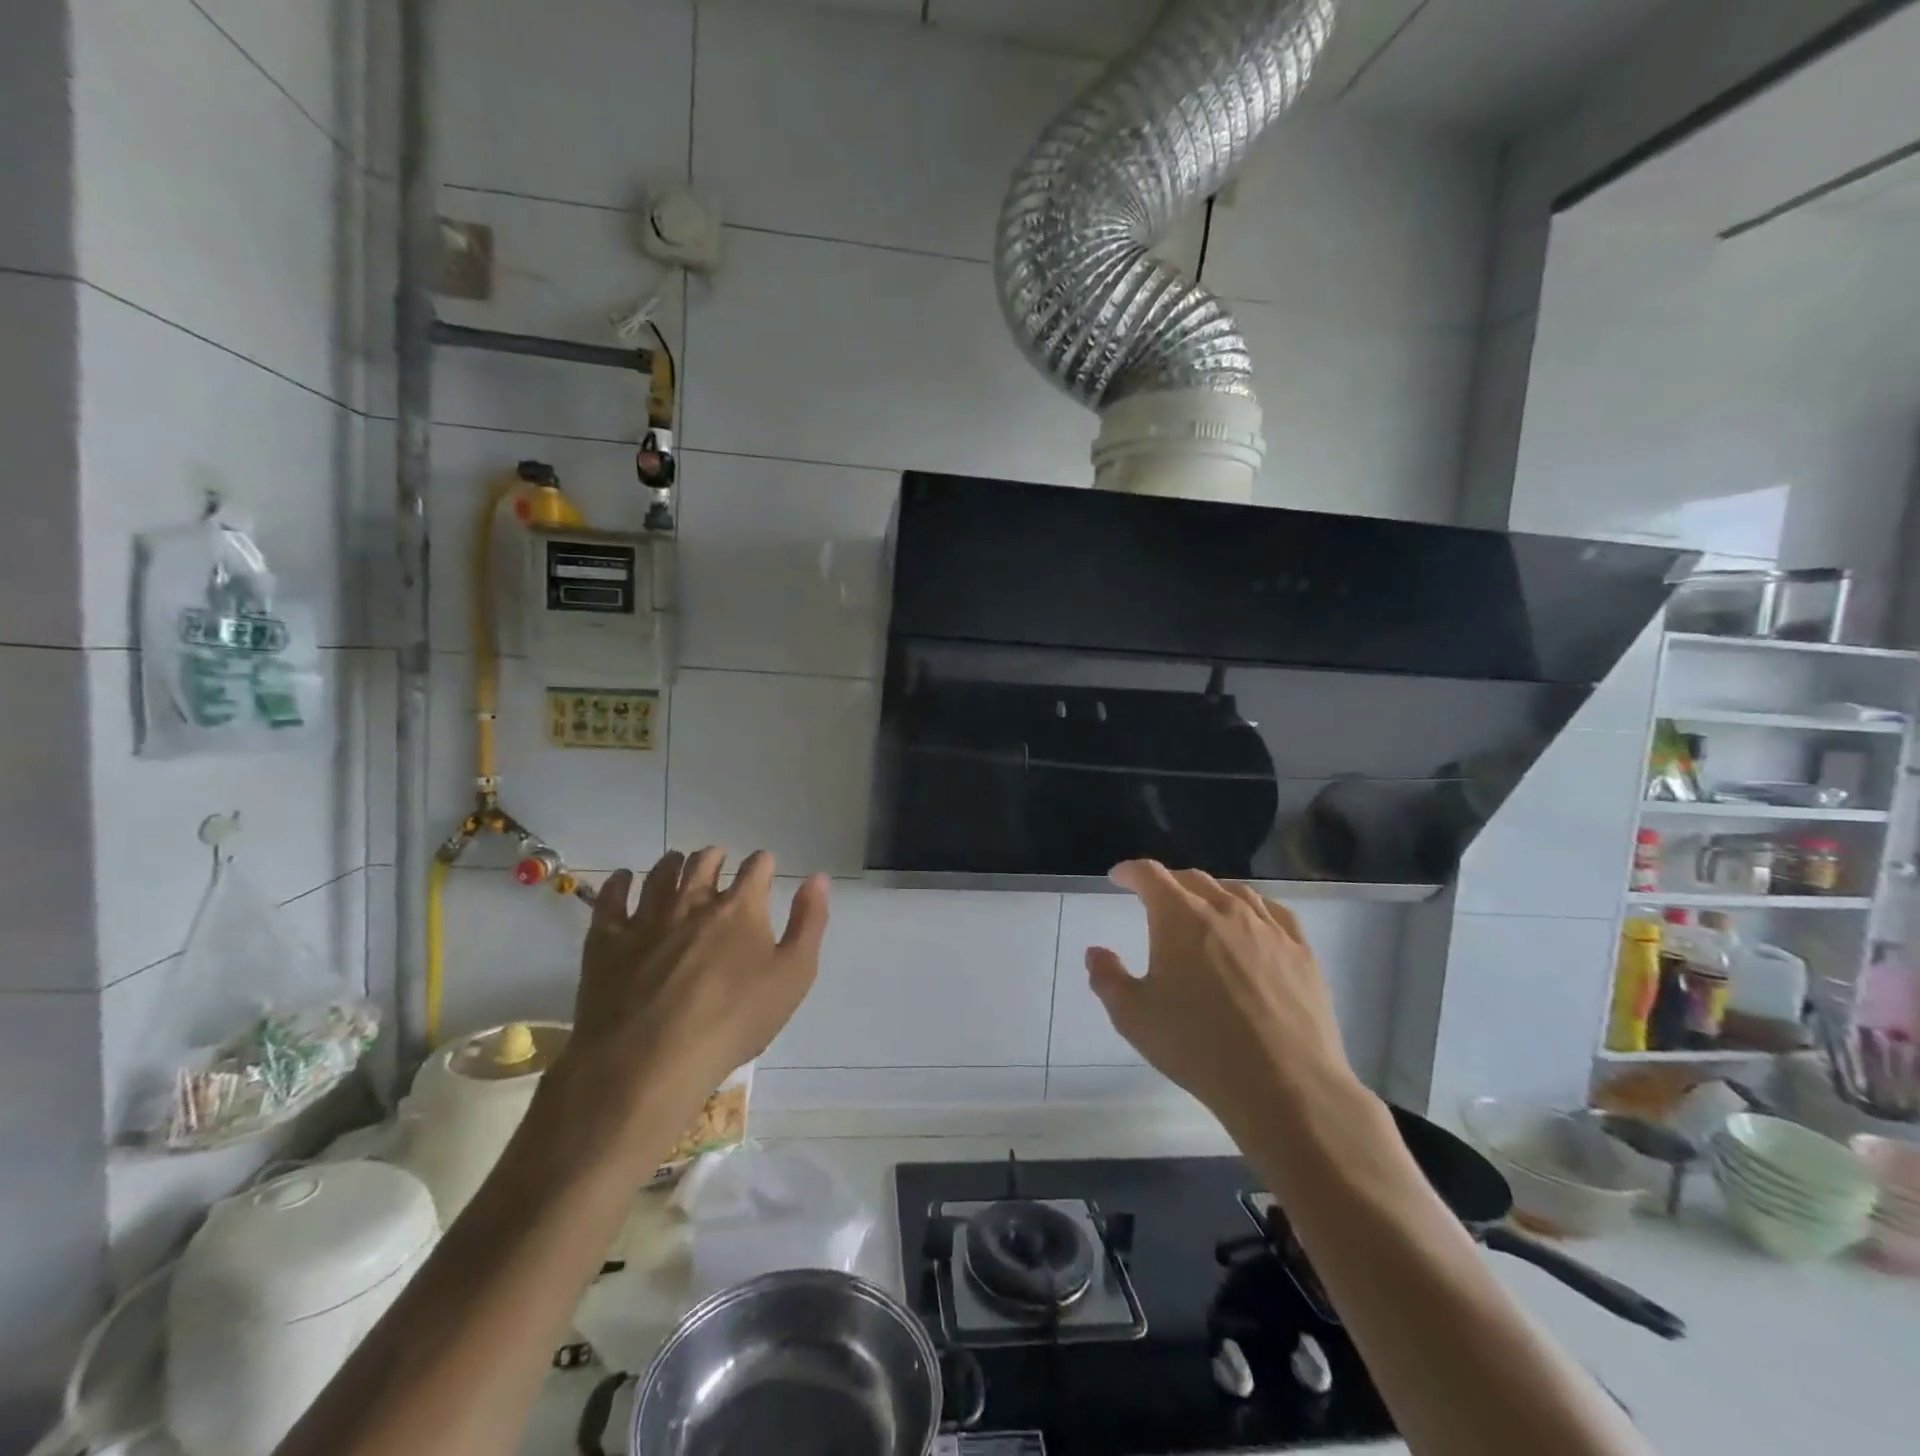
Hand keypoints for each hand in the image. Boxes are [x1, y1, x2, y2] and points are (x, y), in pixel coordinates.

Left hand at [544, 848, 829, 1163]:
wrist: (649, 1061)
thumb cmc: (732, 1022)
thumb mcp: (793, 977)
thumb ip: (809, 923)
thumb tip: (818, 878)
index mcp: (740, 907)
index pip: (756, 867)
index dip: (762, 864)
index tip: (764, 868)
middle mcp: (693, 900)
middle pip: (704, 861)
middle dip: (716, 857)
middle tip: (719, 861)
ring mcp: (647, 917)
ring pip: (660, 873)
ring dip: (673, 863)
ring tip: (677, 864)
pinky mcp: (607, 939)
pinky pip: (611, 897)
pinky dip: (620, 882)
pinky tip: (625, 879)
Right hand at [1086, 860, 1359, 1134]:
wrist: (1284, 1084)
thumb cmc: (1197, 1046)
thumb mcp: (1133, 1017)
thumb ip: (1107, 978)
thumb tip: (1096, 952)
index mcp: (1179, 916)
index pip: (1150, 875)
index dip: (1131, 872)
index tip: (1119, 877)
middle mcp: (1224, 909)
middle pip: (1193, 879)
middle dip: (1169, 882)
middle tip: (1155, 897)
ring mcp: (1268, 927)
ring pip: (1235, 891)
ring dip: (1210, 892)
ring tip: (1202, 907)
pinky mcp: (1301, 951)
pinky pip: (1275, 913)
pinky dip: (1254, 908)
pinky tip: (1254, 922)